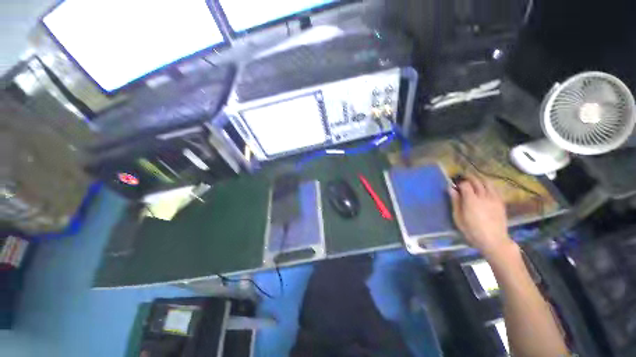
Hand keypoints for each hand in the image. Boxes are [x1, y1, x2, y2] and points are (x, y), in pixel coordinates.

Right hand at [449, 175, 514, 258]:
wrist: (494, 240)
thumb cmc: (471, 230)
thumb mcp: (458, 217)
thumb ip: (455, 201)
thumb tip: (451, 189)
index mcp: (471, 200)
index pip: (465, 184)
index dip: (459, 182)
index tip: (454, 184)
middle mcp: (483, 196)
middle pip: (476, 181)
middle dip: (469, 177)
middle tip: (462, 178)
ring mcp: (494, 198)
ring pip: (487, 182)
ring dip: (479, 179)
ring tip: (473, 180)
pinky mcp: (501, 202)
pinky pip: (495, 188)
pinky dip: (488, 185)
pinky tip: (485, 187)